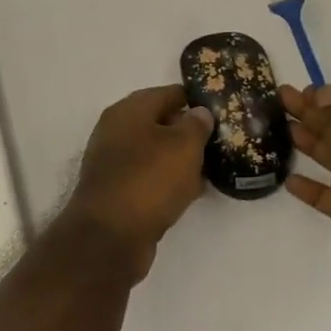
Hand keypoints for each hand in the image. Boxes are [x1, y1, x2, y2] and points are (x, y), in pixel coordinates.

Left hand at [67, 84, 214, 280]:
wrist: (109, 236)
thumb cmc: (149, 180)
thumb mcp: (183, 146)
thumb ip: (196, 125)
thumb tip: (199, 112)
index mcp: (128, 110)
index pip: (168, 93)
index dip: (195, 100)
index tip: (221, 110)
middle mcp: (116, 131)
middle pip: (159, 122)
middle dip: (189, 131)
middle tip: (221, 141)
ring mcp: (114, 162)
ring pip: (155, 152)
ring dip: (180, 159)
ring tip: (213, 168)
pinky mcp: (116, 190)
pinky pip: (149, 177)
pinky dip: (169, 181)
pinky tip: (192, 192)